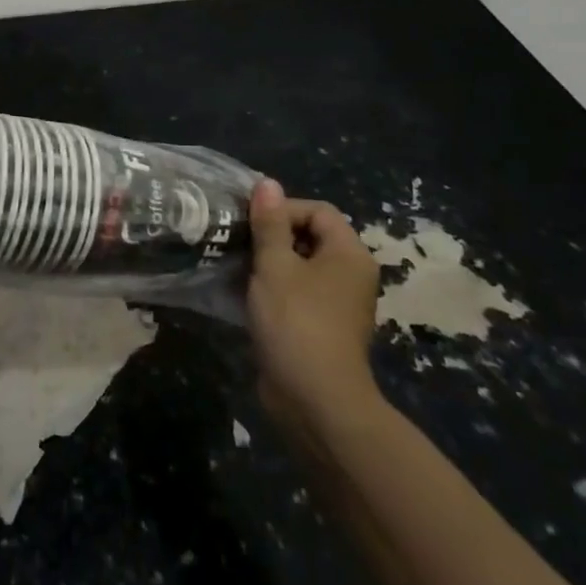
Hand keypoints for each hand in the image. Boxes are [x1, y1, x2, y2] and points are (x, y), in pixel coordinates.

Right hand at [247, 179, 382, 435]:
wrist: (315, 401)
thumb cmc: (297, 322)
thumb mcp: (275, 265)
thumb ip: (269, 223)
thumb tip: (267, 183)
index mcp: (349, 254)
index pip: (318, 210)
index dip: (283, 209)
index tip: (250, 223)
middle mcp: (350, 274)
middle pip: (309, 236)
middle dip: (271, 235)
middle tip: (238, 242)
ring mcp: (337, 304)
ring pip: (300, 266)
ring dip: (268, 263)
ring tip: (236, 265)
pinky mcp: (321, 327)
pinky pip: (297, 293)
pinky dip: (273, 289)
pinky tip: (245, 295)